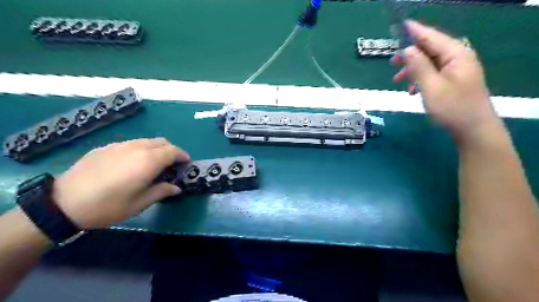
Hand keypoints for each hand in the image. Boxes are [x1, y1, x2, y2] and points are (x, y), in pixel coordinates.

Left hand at [51, 138, 189, 228]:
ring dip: (156, 149)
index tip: (186, 163)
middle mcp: (137, 148)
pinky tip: (130, 165)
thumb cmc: (108, 206)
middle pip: (162, 142)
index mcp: (148, 161)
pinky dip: (139, 150)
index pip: (173, 151)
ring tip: (152, 165)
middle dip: (171, 151)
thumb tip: (176, 188)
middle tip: (171, 165)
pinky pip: (130, 144)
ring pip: (146, 141)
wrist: (63, 203)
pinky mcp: (105, 147)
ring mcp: (120, 145)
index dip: (183, 156)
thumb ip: (161, 191)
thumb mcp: (139, 203)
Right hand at [392, 20, 500, 145]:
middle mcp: (458, 58)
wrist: (473, 129)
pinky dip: (420, 79)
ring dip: (412, 70)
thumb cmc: (452, 108)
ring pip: (429, 63)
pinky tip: (411, 90)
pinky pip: (433, 73)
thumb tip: (406, 50)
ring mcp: (457, 70)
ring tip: (397, 80)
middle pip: (430, 49)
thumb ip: (418, 66)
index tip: (401, 25)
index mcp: (456, 54)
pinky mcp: (453, 81)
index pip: (431, 37)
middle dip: (410, 55)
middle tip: (391, 64)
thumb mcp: (431, 87)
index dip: (415, 31)